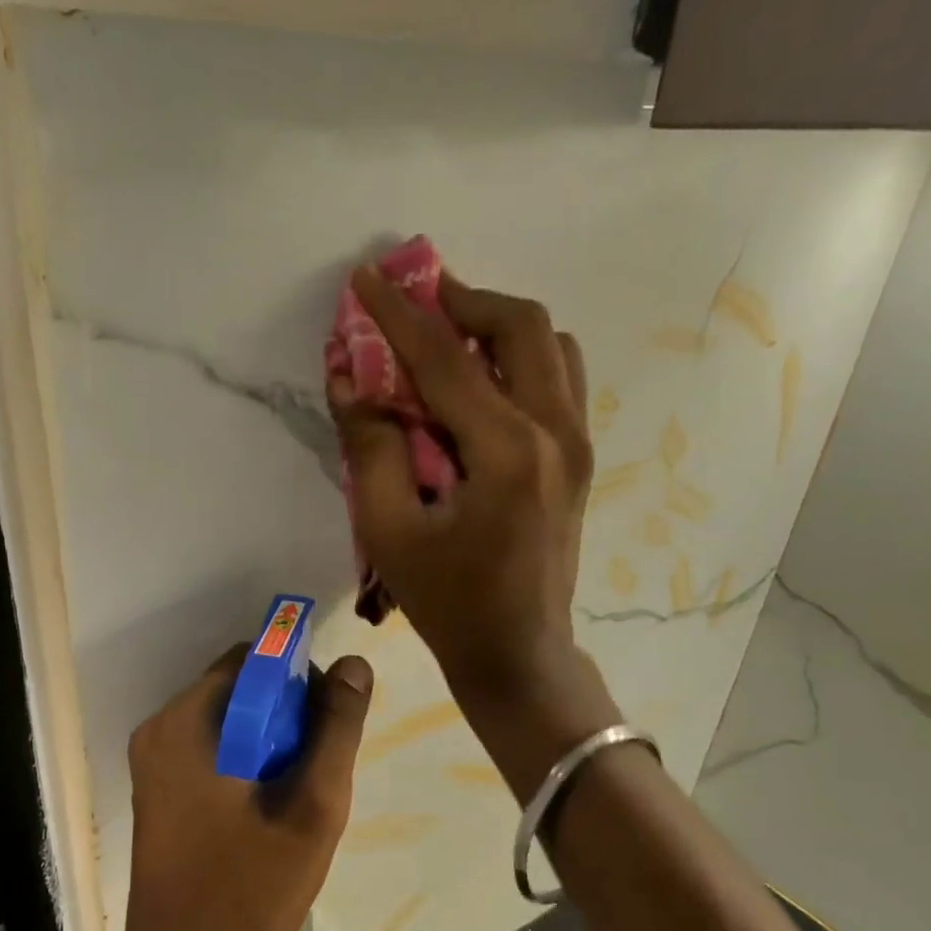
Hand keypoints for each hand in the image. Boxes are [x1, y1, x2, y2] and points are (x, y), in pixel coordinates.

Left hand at [114, 646, 373, 930]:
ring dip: (269, 740)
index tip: (328, 723)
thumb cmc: (248, 892)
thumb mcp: (312, 807)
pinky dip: (245, 760)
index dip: (299, 678)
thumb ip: (336, 729)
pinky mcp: (157, 790)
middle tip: (317, 766)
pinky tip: (268, 807)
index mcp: (185, 722)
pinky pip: (210, 749)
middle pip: (238, 688)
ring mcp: (152, 761)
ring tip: (297, 792)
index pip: (252, 660)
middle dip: (286, 713)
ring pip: (228, 720)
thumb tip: (354, 663)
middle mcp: (159, 729)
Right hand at [327, 268, 619, 793]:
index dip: (399, 314)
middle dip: (463, 300)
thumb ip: (370, 447)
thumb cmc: (449, 603)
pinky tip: (481, 383)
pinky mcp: (581, 458)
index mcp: (507, 451)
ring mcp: (579, 443)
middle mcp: (558, 431)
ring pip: (551, 347)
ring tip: (448, 336)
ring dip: (497, 326)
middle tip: (416, 300)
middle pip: (522, 326)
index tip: (367, 275)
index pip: (446, 358)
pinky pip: (559, 380)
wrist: (518, 654)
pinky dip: (520, 359)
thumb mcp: (389, 531)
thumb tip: (349, 378)